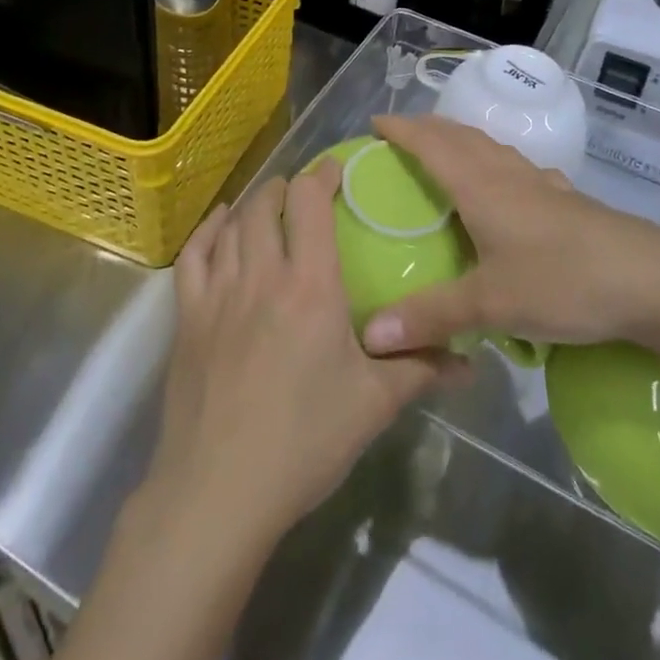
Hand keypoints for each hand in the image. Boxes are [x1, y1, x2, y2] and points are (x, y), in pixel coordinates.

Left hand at [146, 158, 461, 550]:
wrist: (218, 491)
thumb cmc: (304, 441)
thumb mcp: (373, 405)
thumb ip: (421, 371)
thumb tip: (472, 361)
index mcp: (309, 285)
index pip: (310, 204)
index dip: (322, 176)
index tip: (336, 169)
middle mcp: (261, 274)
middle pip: (267, 206)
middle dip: (286, 188)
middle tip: (303, 192)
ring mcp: (218, 294)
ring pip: (233, 225)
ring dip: (252, 204)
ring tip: (268, 202)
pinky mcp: (187, 318)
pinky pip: (193, 256)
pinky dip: (208, 231)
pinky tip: (219, 226)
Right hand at [361, 114, 659, 357]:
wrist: (654, 282)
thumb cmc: (565, 281)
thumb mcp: (492, 304)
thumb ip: (431, 317)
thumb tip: (370, 337)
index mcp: (482, 187)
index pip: (431, 144)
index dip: (402, 130)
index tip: (374, 123)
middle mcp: (510, 176)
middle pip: (462, 137)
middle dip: (428, 129)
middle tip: (401, 134)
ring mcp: (543, 186)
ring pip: (493, 149)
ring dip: (463, 141)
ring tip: (446, 151)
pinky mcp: (568, 202)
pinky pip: (521, 170)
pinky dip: (499, 164)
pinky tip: (511, 185)